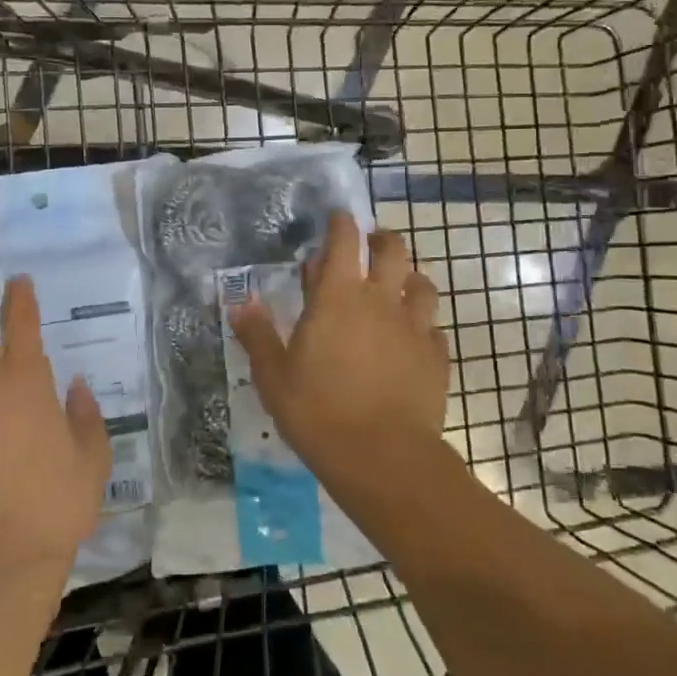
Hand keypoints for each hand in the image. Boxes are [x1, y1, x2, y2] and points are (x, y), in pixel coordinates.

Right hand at [227, 211, 448, 483]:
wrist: (384, 457)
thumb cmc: (319, 412)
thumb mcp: (274, 377)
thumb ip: (257, 335)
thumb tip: (240, 302)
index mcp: (338, 297)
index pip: (345, 241)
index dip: (342, 223)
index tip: (337, 218)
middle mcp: (381, 300)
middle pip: (393, 250)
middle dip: (382, 240)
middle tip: (370, 247)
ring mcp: (415, 327)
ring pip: (422, 283)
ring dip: (408, 278)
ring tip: (396, 289)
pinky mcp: (436, 357)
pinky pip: (433, 328)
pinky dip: (422, 326)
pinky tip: (412, 341)